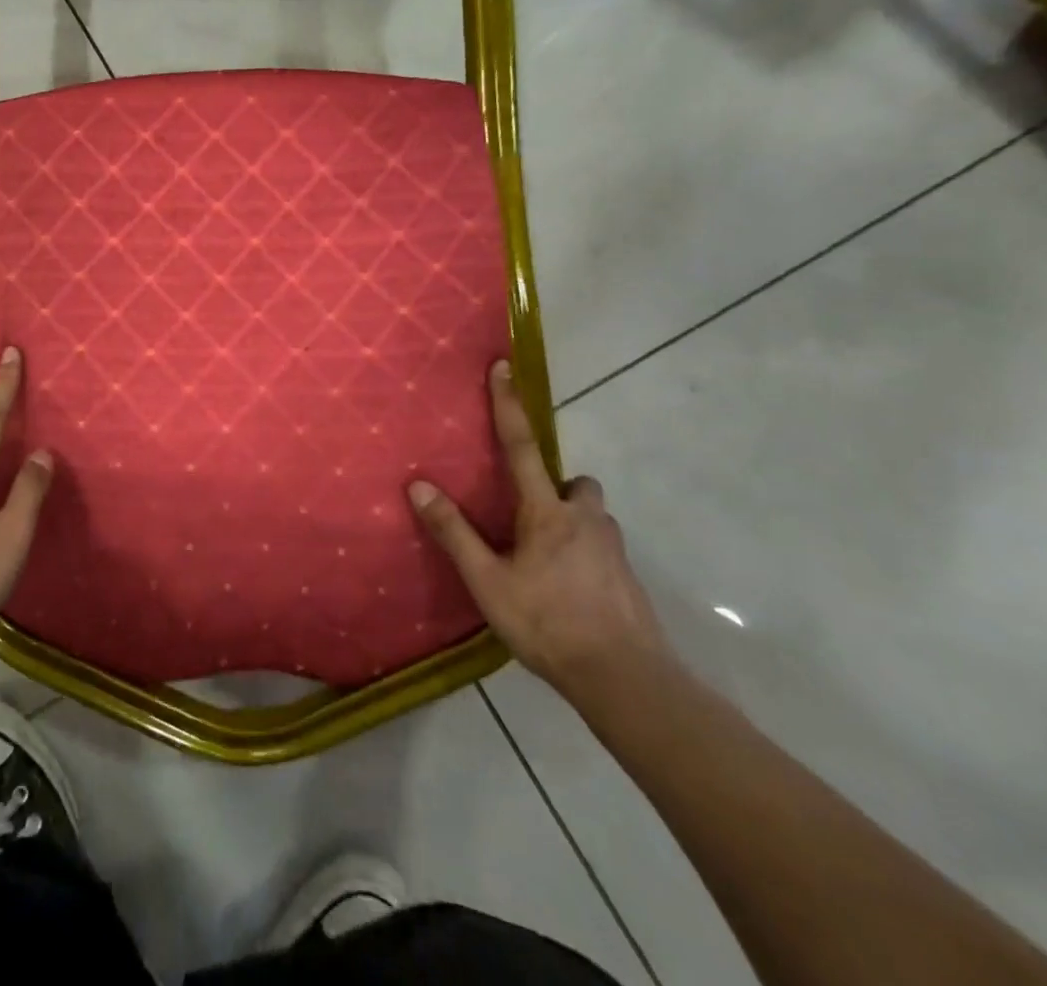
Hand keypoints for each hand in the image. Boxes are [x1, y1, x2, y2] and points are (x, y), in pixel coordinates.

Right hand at [407, 360, 667, 700]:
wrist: (626, 680)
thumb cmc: (548, 623)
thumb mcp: (488, 581)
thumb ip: (454, 532)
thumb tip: (418, 486)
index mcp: (548, 512)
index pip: (522, 446)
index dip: (509, 405)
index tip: (504, 366)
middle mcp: (586, 519)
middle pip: (575, 483)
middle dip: (557, 487)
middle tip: (530, 513)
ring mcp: (613, 549)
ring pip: (592, 516)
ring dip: (572, 521)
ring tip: (545, 558)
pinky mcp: (628, 578)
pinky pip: (601, 547)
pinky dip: (583, 553)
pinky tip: (567, 589)